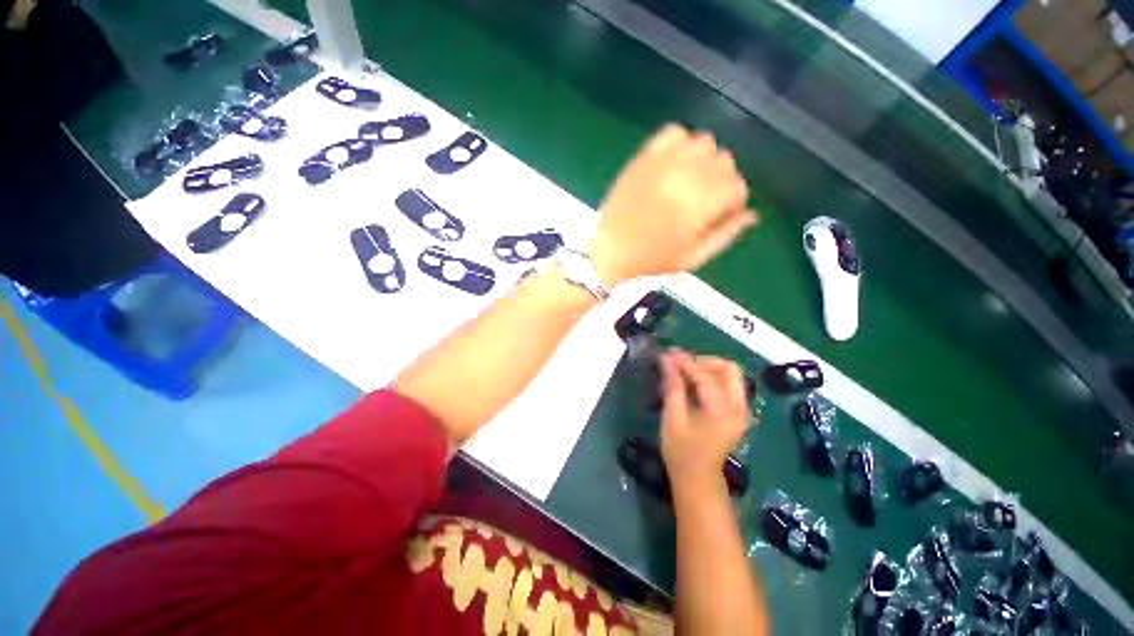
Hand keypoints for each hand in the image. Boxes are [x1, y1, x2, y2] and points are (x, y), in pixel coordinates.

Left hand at [588, 125, 756, 286]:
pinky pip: (672, 132)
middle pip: (724, 161)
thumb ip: (725, 235)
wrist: (611, 249)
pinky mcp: (644, 157)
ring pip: (703, 142)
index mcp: (700, 205)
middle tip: (704, 199)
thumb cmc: (652, 259)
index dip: (733, 201)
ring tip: (689, 180)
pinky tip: (674, 162)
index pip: (737, 186)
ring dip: (703, 160)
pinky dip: (680, 143)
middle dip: (721, 180)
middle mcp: (687, 176)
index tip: (720, 213)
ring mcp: (664, 163)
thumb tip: (751, 214)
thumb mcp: (693, 257)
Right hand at [659, 349, 752, 485]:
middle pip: (729, 369)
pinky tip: (692, 382)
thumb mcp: (673, 418)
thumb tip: (666, 359)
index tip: (668, 353)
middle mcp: (739, 408)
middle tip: (680, 364)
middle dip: (703, 361)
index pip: (705, 376)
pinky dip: (710, 377)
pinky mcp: (737, 412)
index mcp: (723, 412)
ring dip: (707, 368)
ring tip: (684, 371)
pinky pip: (728, 384)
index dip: (685, 362)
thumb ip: (673, 386)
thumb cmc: (681, 452)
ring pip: (730, 375)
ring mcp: (741, 410)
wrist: (698, 479)